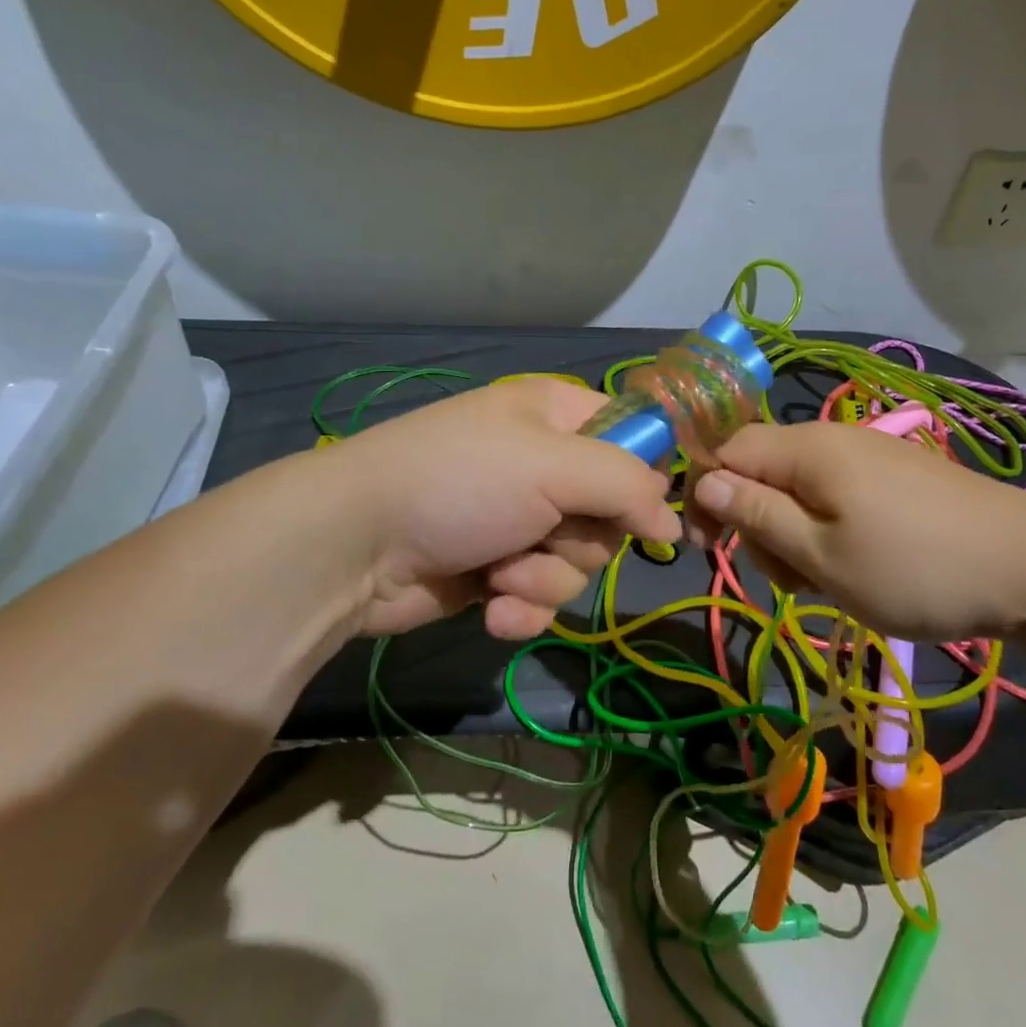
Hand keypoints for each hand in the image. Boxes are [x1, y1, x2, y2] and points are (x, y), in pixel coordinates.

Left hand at [322, 378, 679, 639]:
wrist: (354, 545)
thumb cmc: (461, 482)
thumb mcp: (553, 466)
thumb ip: (627, 485)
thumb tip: (671, 522)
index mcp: (558, 417)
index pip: (634, 437)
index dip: (647, 476)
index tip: (649, 513)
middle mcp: (545, 465)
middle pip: (612, 513)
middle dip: (582, 540)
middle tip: (545, 535)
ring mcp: (520, 521)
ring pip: (579, 563)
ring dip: (544, 579)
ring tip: (502, 572)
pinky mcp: (497, 572)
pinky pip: (541, 598)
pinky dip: (521, 609)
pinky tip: (491, 610)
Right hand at [687, 421, 1025, 639]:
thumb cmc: (915, 567)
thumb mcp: (821, 555)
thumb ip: (756, 515)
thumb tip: (703, 481)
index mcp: (806, 449)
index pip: (725, 451)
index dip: (705, 495)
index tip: (706, 548)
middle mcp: (831, 438)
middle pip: (759, 470)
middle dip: (755, 522)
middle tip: (787, 576)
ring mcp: (867, 454)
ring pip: (796, 486)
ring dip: (791, 533)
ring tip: (824, 579)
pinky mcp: (893, 475)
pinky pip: (834, 493)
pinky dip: (826, 529)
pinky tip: (854, 564)